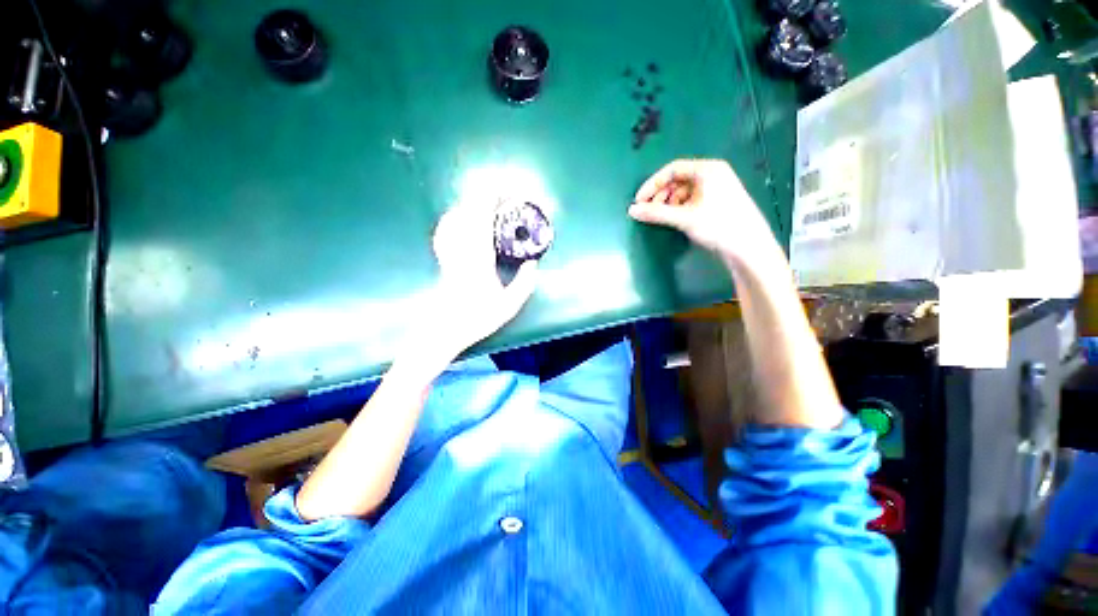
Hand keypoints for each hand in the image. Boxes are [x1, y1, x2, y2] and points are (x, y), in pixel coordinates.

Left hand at [416, 202, 537, 366]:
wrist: (444, 329)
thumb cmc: (477, 318)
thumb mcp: (508, 306)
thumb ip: (524, 284)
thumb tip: (533, 264)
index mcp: (479, 258)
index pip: (483, 219)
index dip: (492, 200)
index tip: (506, 192)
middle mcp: (462, 249)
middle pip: (468, 211)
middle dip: (484, 196)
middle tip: (501, 195)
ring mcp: (449, 252)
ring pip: (455, 217)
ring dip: (470, 205)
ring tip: (486, 204)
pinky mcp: (443, 257)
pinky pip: (445, 229)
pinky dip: (454, 217)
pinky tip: (461, 218)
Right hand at [629, 159, 779, 268]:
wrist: (749, 247)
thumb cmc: (718, 225)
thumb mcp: (684, 218)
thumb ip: (656, 213)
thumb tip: (632, 210)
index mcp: (707, 170)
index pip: (672, 169)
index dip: (652, 184)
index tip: (639, 200)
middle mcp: (712, 174)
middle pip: (678, 180)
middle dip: (660, 195)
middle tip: (649, 210)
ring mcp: (716, 188)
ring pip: (684, 191)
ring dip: (668, 203)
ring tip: (661, 217)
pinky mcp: (717, 202)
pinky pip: (691, 200)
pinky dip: (679, 208)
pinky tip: (674, 219)